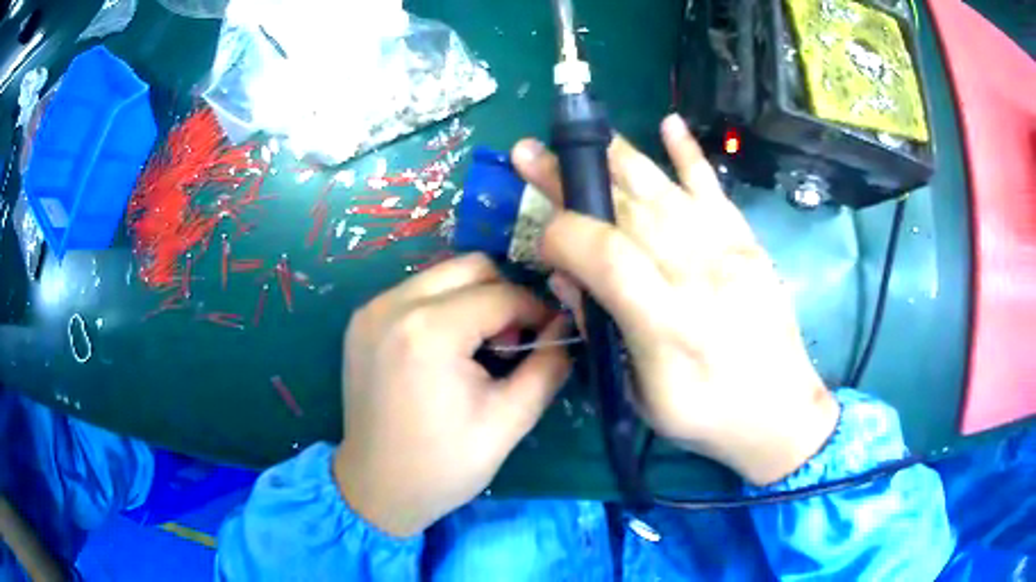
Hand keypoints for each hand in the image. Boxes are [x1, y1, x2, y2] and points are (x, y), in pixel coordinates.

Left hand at [334, 254, 569, 536]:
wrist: (376, 488)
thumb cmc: (444, 465)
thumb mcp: (508, 421)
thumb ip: (547, 366)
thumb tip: (564, 327)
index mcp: (428, 331)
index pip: (501, 295)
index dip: (535, 310)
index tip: (551, 334)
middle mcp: (392, 305)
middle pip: (469, 267)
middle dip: (503, 295)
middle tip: (513, 340)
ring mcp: (370, 309)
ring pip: (442, 275)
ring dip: (472, 298)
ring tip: (480, 346)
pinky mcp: (361, 320)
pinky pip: (415, 292)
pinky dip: (443, 307)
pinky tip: (447, 348)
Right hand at [511, 116, 837, 485]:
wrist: (781, 413)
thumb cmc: (708, 417)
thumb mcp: (645, 397)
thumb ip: (607, 334)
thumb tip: (570, 278)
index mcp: (670, 324)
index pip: (608, 255)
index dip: (565, 235)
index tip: (540, 238)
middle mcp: (700, 275)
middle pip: (629, 211)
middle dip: (574, 177)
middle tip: (533, 152)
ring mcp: (728, 251)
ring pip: (663, 191)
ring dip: (617, 156)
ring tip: (582, 131)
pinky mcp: (746, 243)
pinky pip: (714, 189)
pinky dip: (689, 154)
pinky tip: (668, 123)